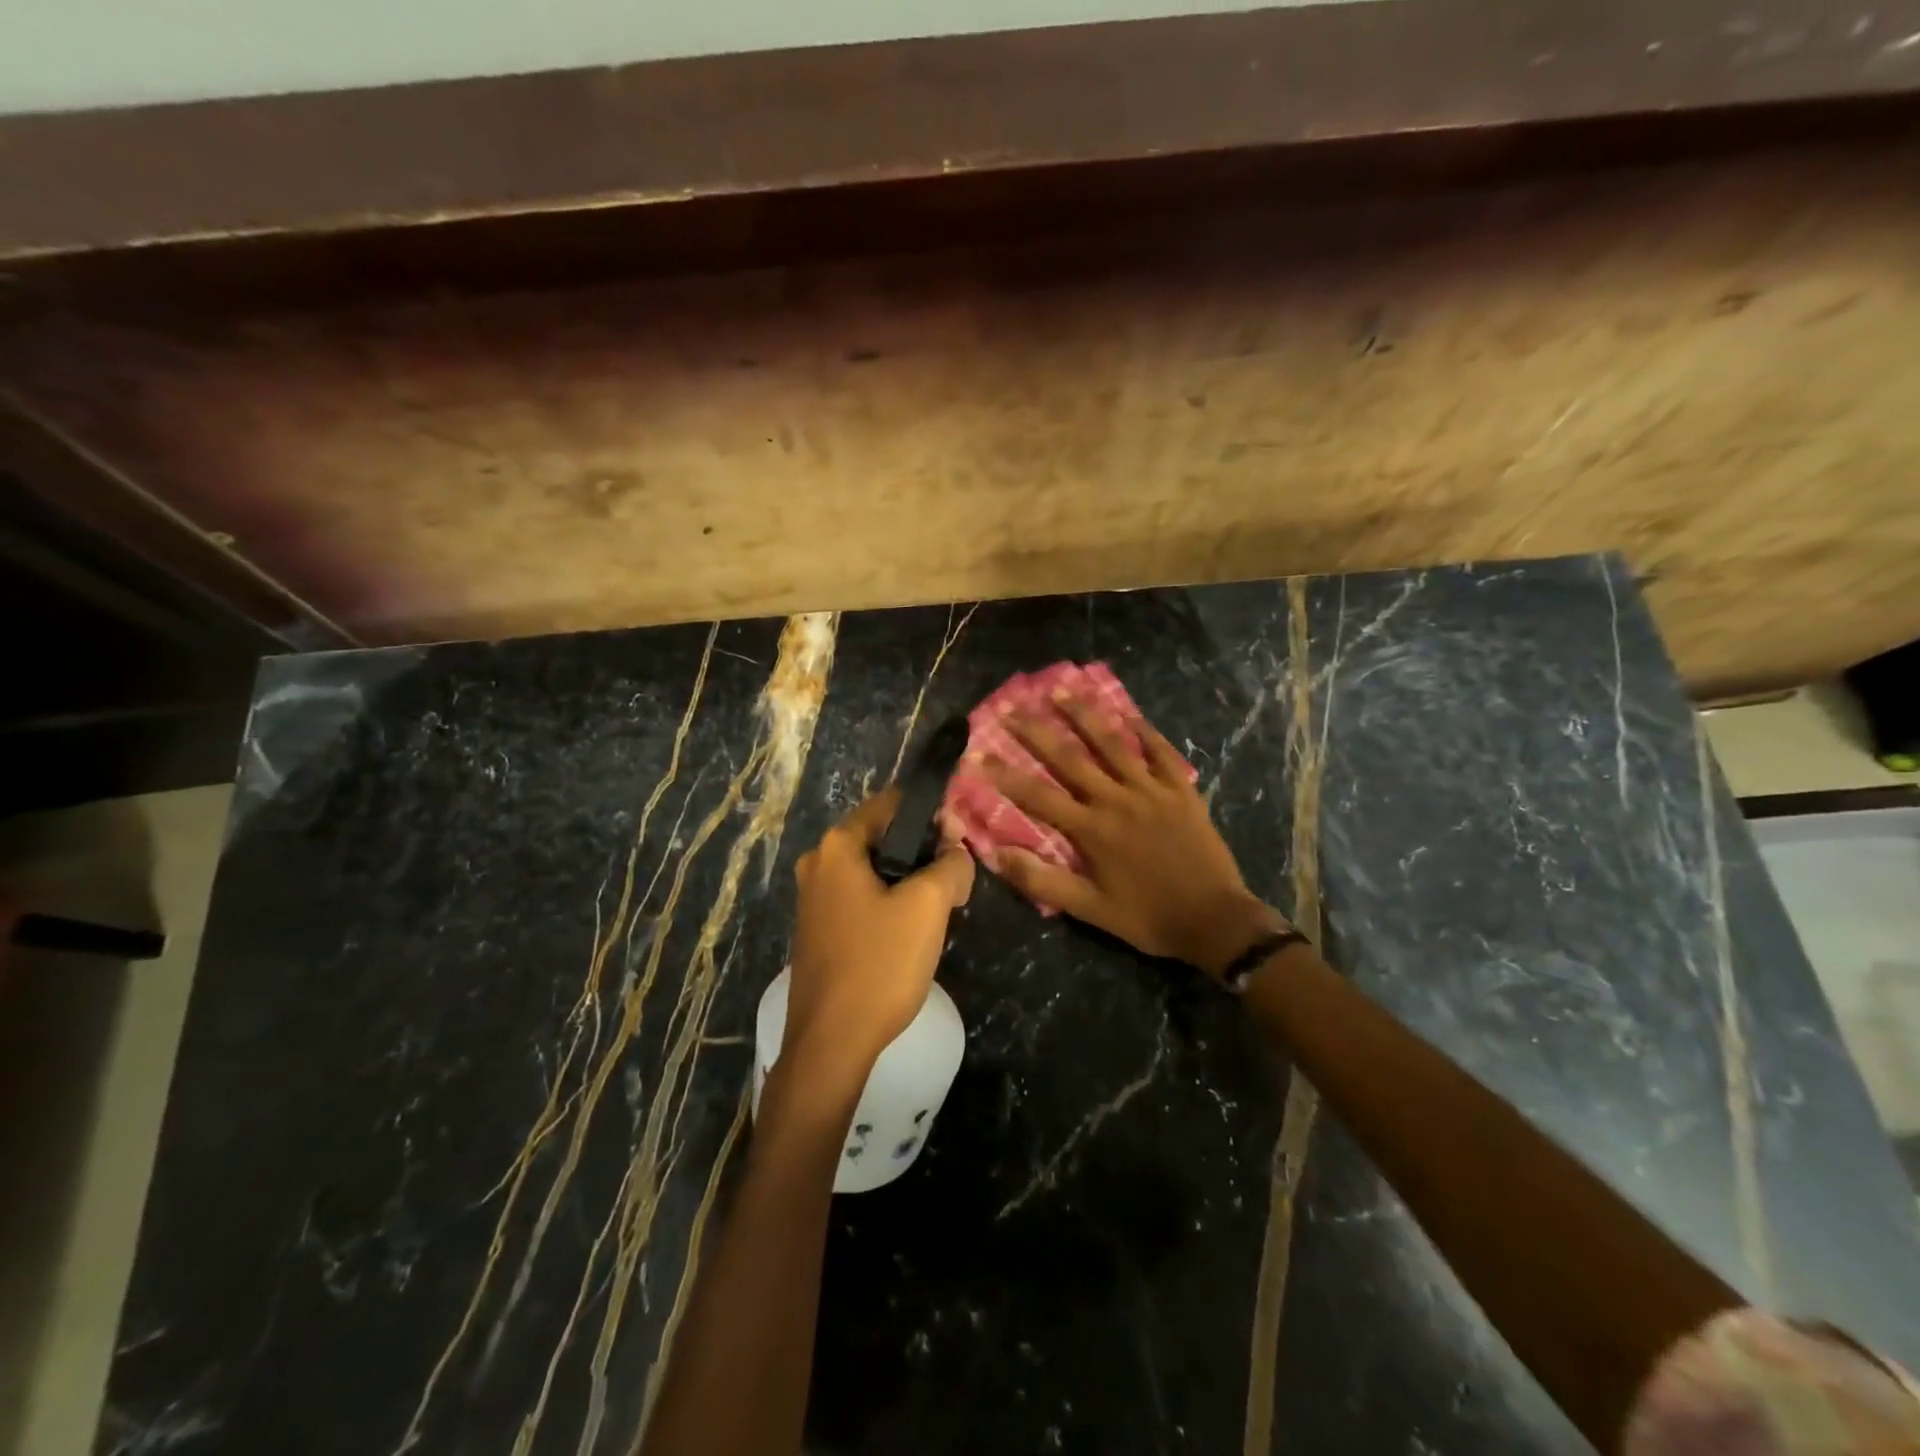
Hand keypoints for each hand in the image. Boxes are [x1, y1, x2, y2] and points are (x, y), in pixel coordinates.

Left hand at [785, 788, 974, 1081]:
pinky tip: (912, 932)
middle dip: (924, 851)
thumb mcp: (928, 906)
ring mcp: (814, 898)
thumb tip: (956, 852)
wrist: (831, 1042)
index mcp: (838, 845)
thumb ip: (951, 865)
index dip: (932, 814)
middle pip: (883, 837)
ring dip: (910, 880)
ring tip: (942, 907)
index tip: (962, 839)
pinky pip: (862, 898)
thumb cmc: (879, 964)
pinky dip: (890, 903)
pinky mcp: (819, 929)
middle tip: (957, 878)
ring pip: (875, 870)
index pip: (892, 803)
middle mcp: (819, 862)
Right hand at [985, 697, 1284, 978]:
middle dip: (1037, 731)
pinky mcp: (1182, 790)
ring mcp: (1153, 790)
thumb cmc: (1147, 917)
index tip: (980, 754)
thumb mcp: (1091, 910)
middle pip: (1070, 758)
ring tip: (1062, 691)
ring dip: (1085, 716)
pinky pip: (1161, 752)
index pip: (1039, 796)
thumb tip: (998, 854)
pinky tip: (1129, 713)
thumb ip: (1044, 881)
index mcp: (1092, 829)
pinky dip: (1144, 731)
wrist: (1214, 920)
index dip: (1007, 775)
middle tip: (1012, 708)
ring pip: (1113, 744)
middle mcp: (1118, 799)